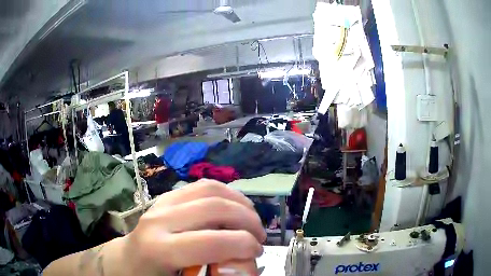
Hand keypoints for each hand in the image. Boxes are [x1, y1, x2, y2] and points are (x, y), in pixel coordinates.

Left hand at [120, 179, 265, 275]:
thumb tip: (246, 268)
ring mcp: (161, 203)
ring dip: (239, 202)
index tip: (257, 252)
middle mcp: (159, 220)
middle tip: (260, 236)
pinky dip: (226, 193)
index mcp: (158, 249)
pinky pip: (201, 186)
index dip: (243, 245)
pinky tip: (234, 206)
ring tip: (251, 219)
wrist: (125, 261)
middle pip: (213, 208)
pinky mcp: (166, 197)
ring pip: (209, 189)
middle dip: (247, 220)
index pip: (210, 242)